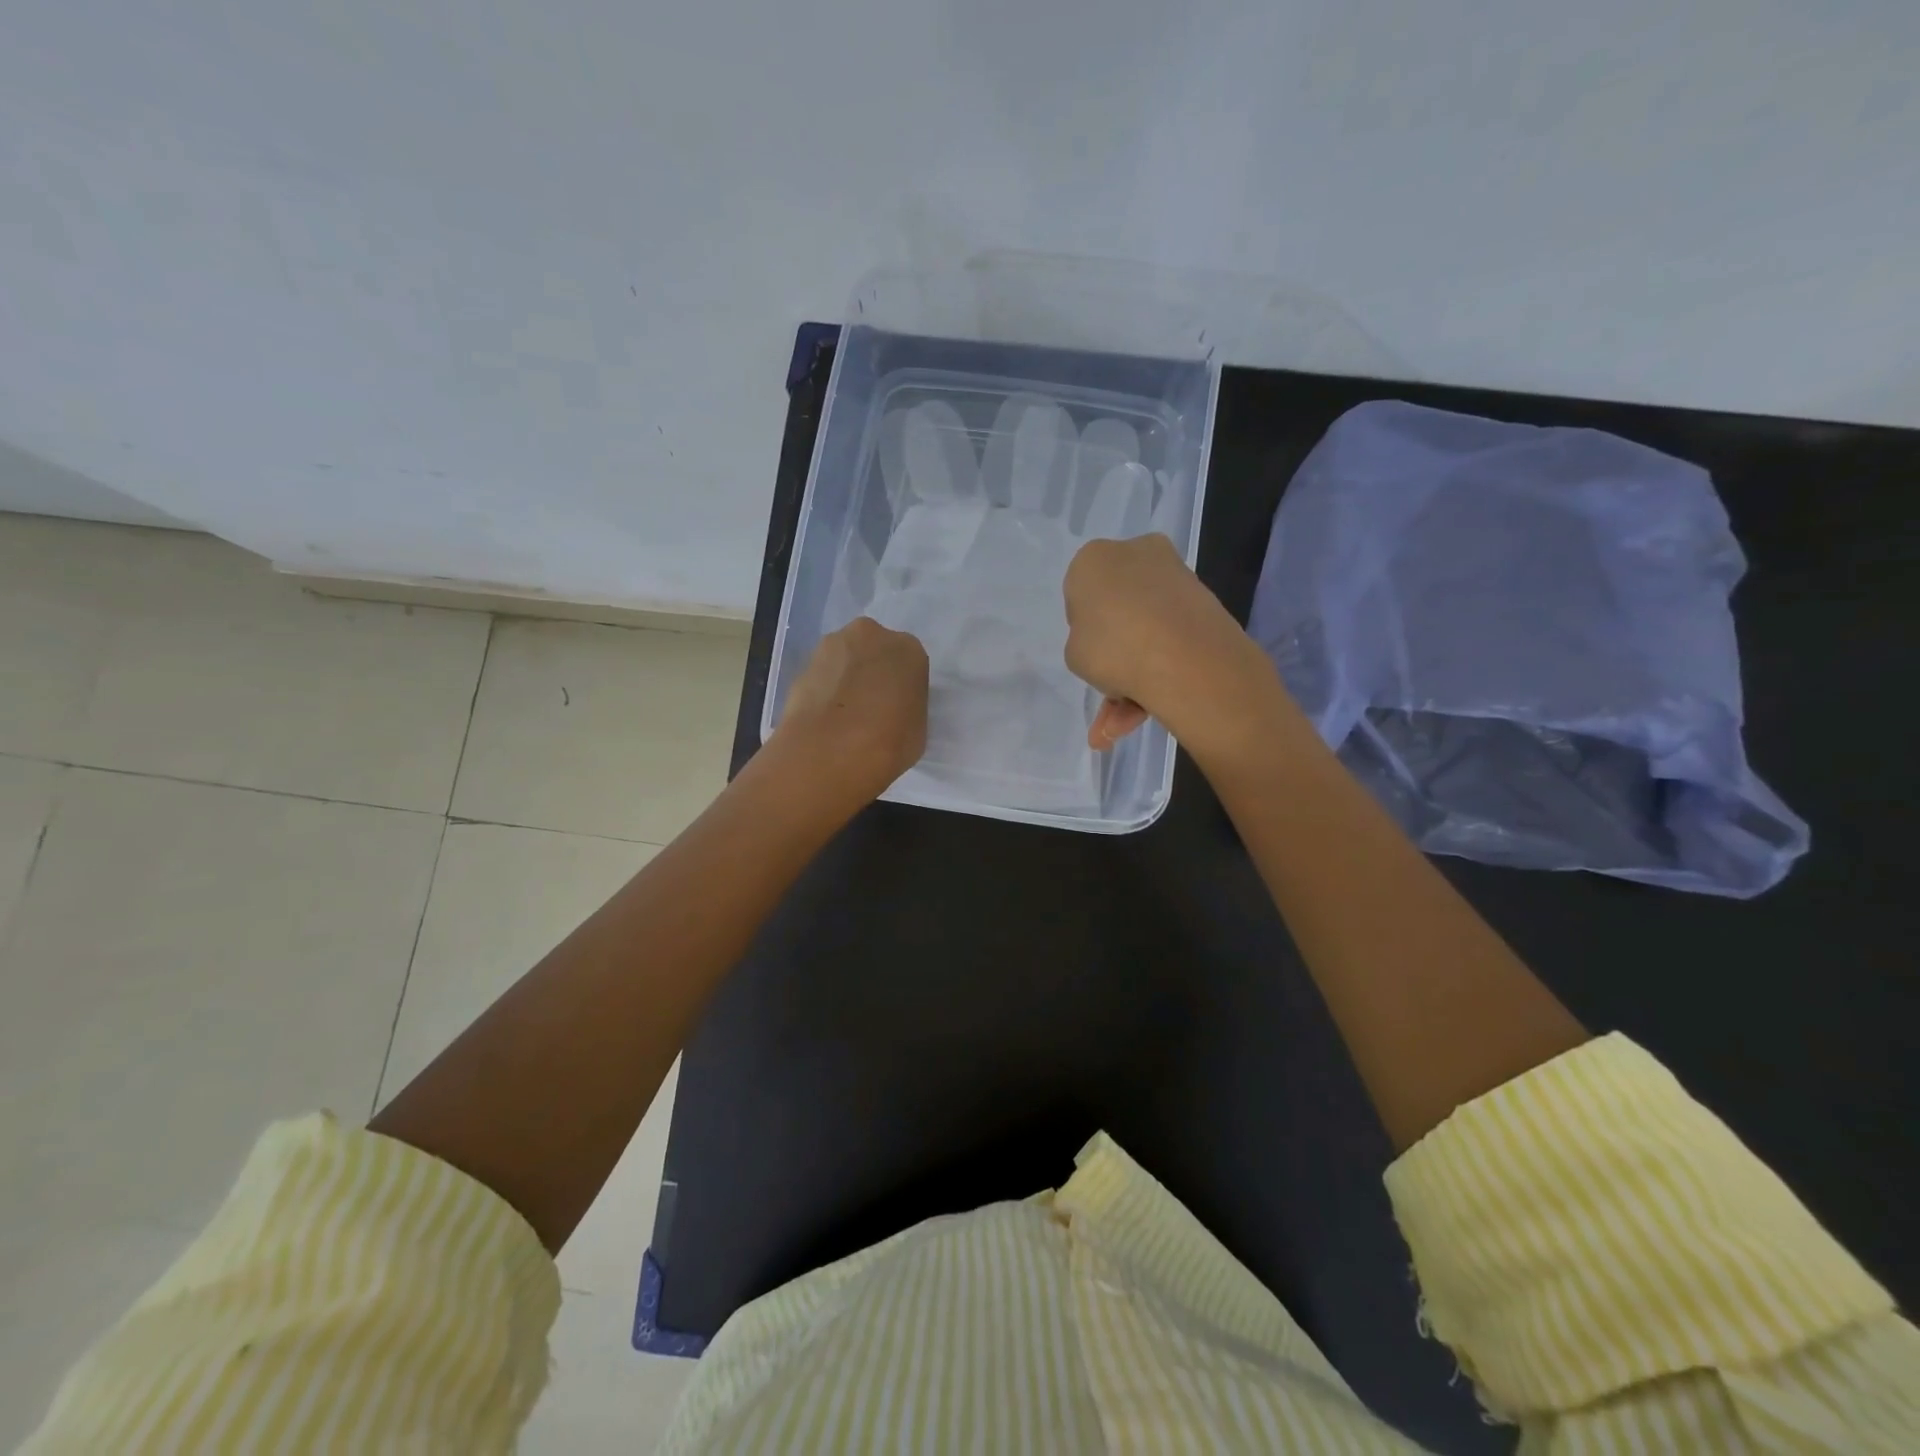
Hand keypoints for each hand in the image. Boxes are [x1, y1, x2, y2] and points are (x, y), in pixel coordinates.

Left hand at [772, 617, 928, 810]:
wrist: (830, 751)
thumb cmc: (889, 743)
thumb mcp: (918, 729)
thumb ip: (906, 708)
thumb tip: (892, 711)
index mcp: (908, 649)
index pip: (909, 664)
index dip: (901, 688)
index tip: (896, 710)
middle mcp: (871, 635)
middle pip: (874, 651)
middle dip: (871, 673)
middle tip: (869, 709)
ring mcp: (832, 646)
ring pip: (844, 660)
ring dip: (845, 679)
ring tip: (843, 718)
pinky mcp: (802, 664)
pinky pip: (821, 677)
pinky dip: (823, 692)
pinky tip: (824, 720)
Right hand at [1063, 534, 1284, 757]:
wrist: (1183, 658)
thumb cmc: (1111, 648)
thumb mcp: (1074, 654)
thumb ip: (1084, 643)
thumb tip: (1109, 646)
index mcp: (1093, 559)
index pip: (1079, 592)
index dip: (1083, 628)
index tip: (1090, 653)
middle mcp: (1135, 553)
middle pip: (1119, 606)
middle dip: (1115, 652)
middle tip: (1111, 690)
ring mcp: (1174, 574)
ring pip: (1147, 626)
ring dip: (1135, 673)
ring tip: (1126, 721)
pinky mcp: (1203, 599)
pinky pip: (1171, 635)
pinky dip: (1160, 670)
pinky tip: (1146, 711)